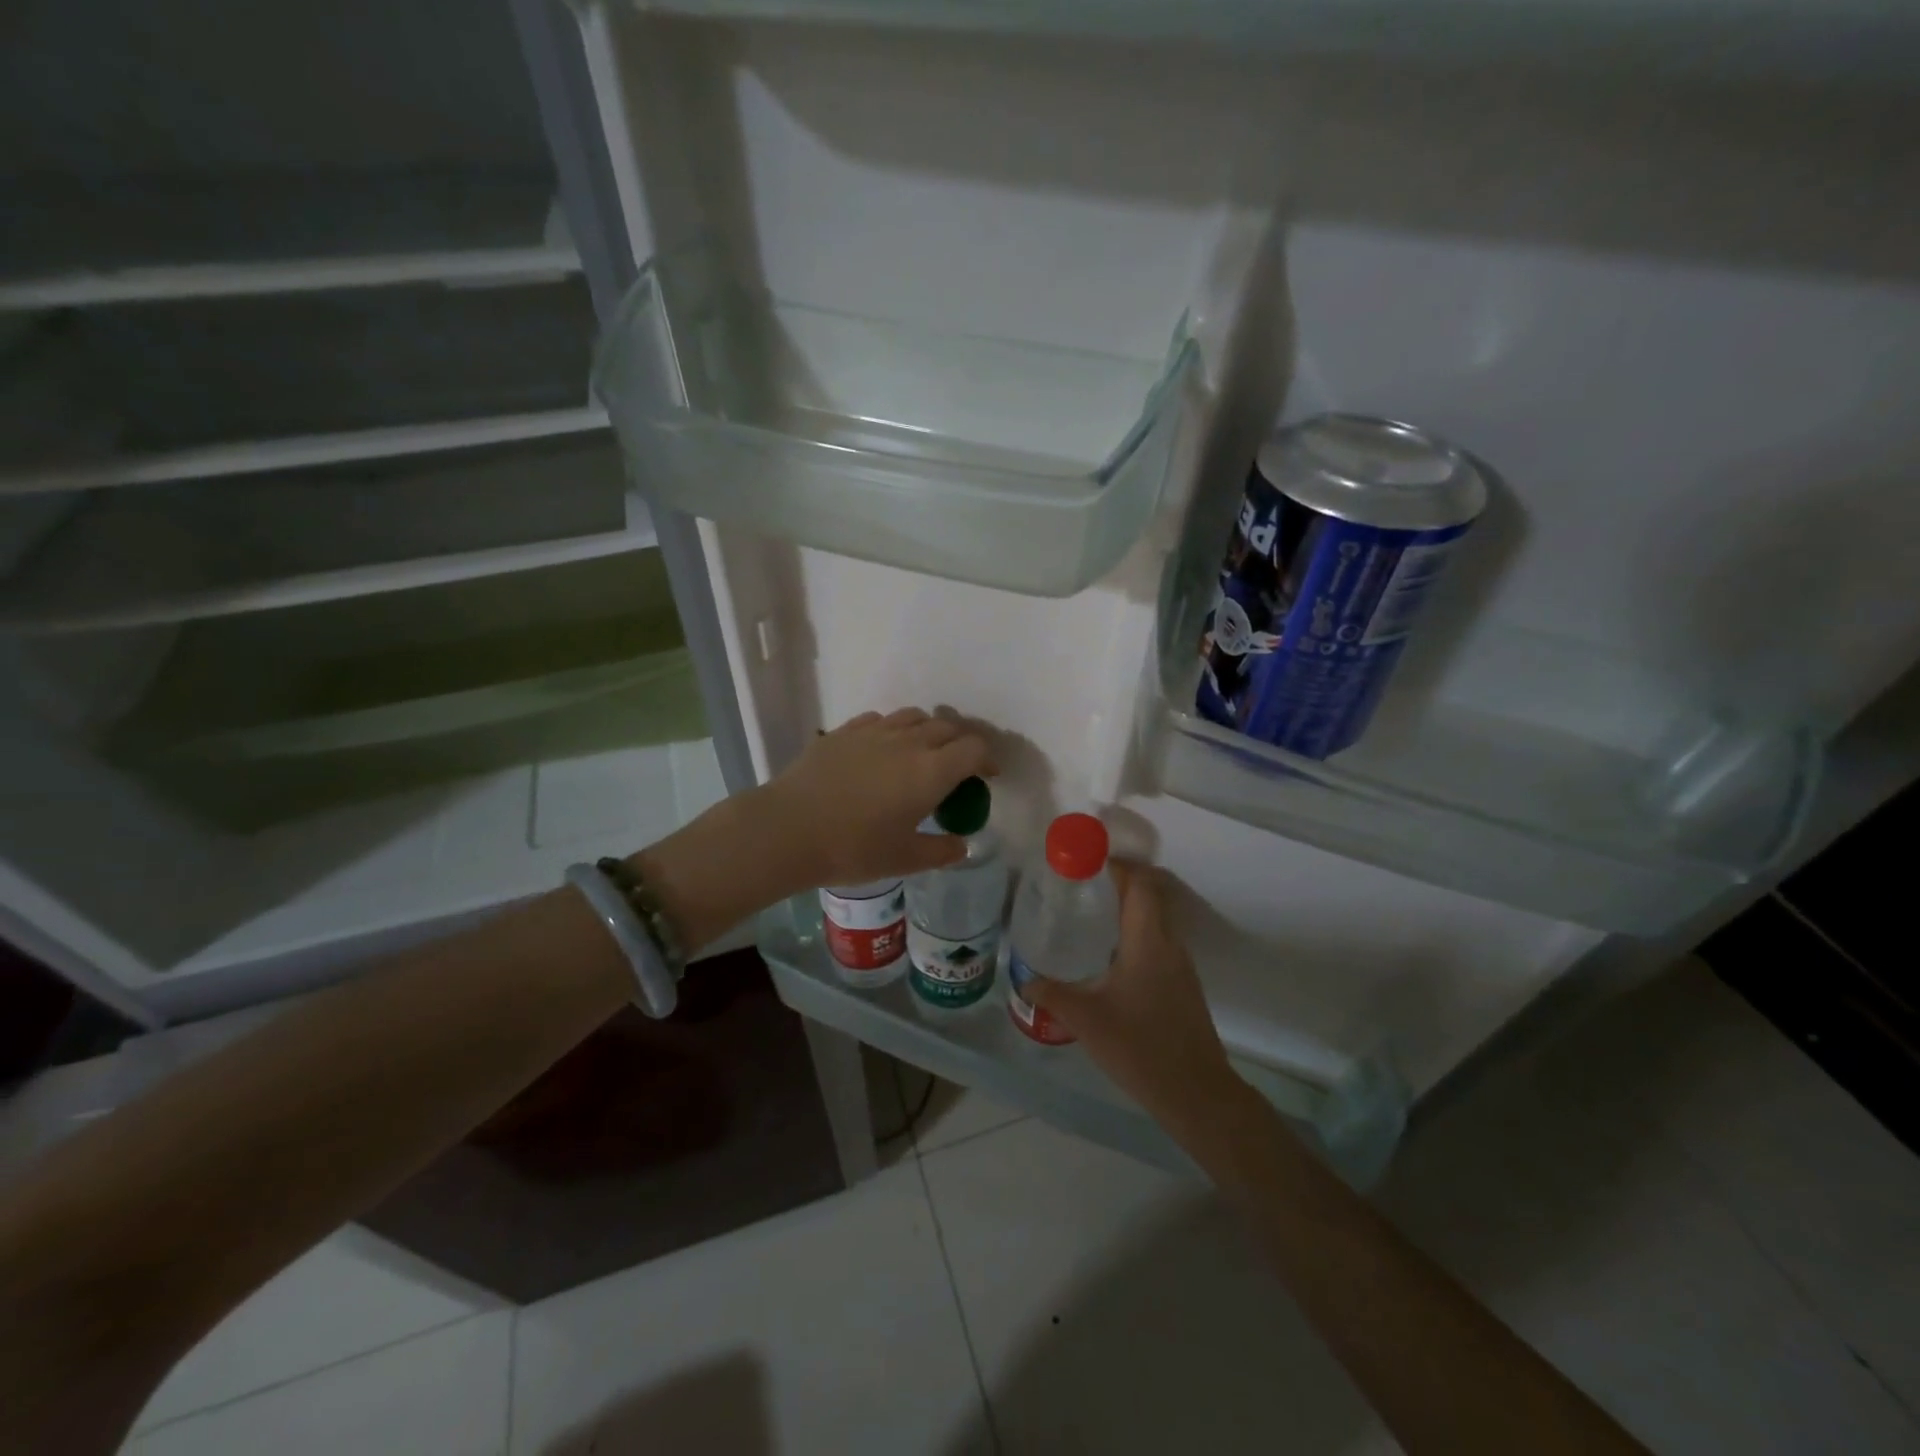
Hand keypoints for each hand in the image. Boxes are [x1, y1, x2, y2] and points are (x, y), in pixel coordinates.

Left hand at [761, 708, 994, 889]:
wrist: (788, 829)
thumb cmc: (853, 848)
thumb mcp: (904, 860)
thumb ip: (940, 851)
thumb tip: (962, 845)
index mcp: (931, 771)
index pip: (974, 749)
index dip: (987, 759)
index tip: (986, 776)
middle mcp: (909, 742)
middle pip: (947, 727)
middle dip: (960, 744)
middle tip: (956, 768)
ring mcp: (874, 731)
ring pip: (914, 716)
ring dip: (927, 731)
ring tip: (921, 753)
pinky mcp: (844, 731)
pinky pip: (880, 720)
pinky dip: (893, 730)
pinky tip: (881, 750)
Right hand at [1024, 862, 1246, 1133]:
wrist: (1197, 1094)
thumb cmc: (1141, 1048)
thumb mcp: (1087, 1020)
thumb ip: (1053, 995)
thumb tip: (1025, 981)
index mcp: (1149, 941)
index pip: (1139, 884)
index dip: (1115, 866)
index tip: (1084, 864)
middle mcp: (1170, 944)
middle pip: (1150, 896)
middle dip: (1118, 883)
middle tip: (1080, 887)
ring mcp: (1181, 966)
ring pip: (1156, 920)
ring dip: (1128, 909)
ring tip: (1089, 915)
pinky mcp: (1182, 985)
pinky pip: (1159, 942)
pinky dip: (1136, 934)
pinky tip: (1110, 957)